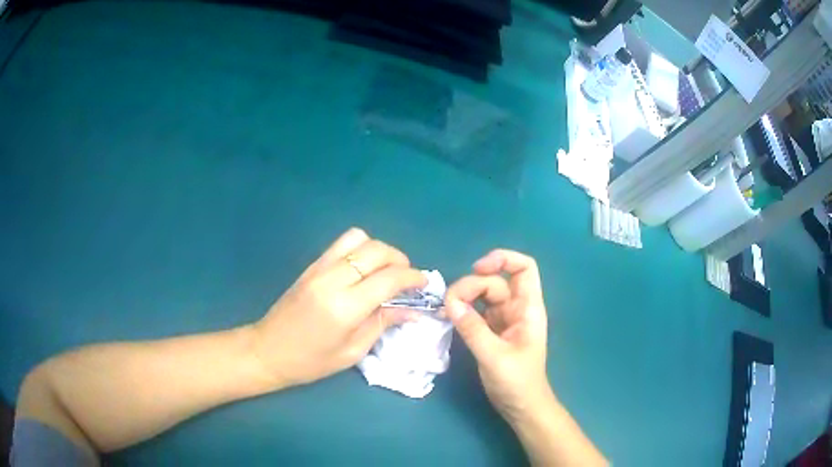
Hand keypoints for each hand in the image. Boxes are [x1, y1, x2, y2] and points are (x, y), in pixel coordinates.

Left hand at [250, 228, 426, 387]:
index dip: (413, 277)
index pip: (389, 278)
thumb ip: (383, 324)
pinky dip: (360, 249)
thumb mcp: (352, 351)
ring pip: (358, 238)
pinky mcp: (311, 265)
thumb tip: (413, 310)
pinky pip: (341, 244)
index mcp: (345, 307)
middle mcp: (332, 279)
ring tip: (385, 270)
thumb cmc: (311, 361)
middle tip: (406, 279)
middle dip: (400, 259)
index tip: (424, 283)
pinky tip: (363, 269)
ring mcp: (319, 268)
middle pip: (376, 250)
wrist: (268, 350)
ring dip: (379, 250)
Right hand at [444, 249, 552, 424]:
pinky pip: (475, 311)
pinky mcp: (491, 331)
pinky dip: (462, 310)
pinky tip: (449, 316)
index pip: (524, 268)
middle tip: (450, 303)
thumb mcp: (494, 356)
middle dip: (473, 285)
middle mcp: (516, 308)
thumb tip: (450, 302)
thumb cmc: (517, 382)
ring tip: (447, 310)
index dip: (503, 259)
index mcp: (528, 308)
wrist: (520, 406)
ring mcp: (503, 319)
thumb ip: (473, 329)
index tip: (477, 269)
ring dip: (465, 296)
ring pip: (483, 295)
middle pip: (495, 281)